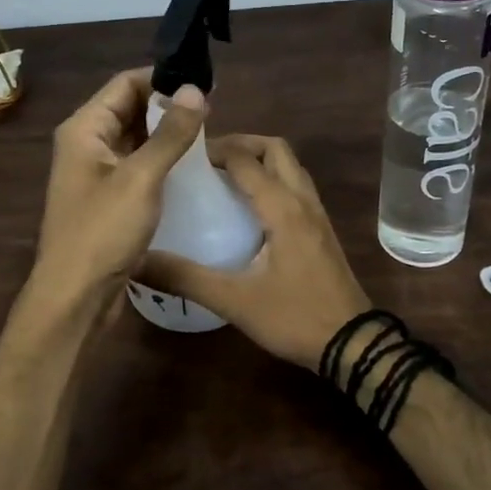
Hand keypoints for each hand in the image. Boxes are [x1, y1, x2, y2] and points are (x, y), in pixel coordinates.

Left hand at [33, 69, 207, 303]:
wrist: (76, 296)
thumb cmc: (103, 231)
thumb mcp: (141, 178)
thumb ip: (170, 133)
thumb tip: (194, 89)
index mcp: (84, 129)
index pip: (125, 84)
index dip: (162, 78)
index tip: (203, 83)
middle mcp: (86, 144)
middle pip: (129, 109)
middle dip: (167, 106)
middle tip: (214, 109)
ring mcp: (96, 173)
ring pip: (135, 139)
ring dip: (166, 134)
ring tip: (209, 133)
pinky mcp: (108, 198)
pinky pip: (136, 166)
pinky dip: (161, 160)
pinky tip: (191, 167)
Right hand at [138, 134, 370, 369]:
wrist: (353, 345)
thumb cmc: (295, 317)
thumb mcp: (234, 301)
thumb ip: (185, 278)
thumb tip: (137, 262)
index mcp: (282, 208)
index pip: (245, 159)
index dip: (214, 149)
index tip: (182, 155)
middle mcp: (302, 200)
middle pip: (275, 149)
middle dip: (241, 144)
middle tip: (207, 160)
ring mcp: (317, 214)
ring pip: (290, 166)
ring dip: (260, 159)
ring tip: (224, 177)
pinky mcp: (322, 230)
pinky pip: (296, 187)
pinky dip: (272, 179)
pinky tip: (249, 208)